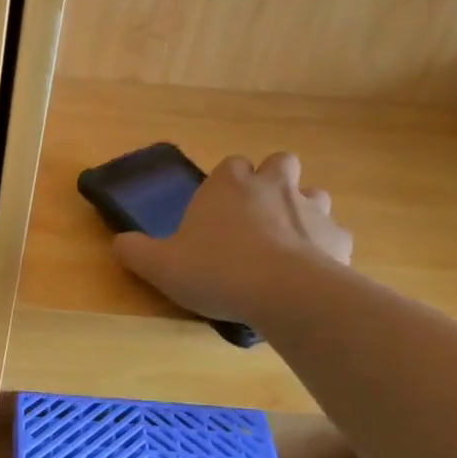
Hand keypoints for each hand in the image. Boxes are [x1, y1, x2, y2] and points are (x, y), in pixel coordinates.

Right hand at [113, 152, 351, 325]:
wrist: (284, 292)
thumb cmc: (216, 270)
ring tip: (284, 243)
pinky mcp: (338, 238)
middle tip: (254, 218)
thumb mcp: (159, 266)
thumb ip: (134, 252)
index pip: (229, 165)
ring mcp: (312, 209)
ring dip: (300, 211)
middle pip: (278, 165)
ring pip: (312, 195)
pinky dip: (322, 248)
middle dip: (270, 183)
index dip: (224, 185)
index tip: (215, 211)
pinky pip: (332, 236)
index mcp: (229, 185)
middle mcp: (273, 186)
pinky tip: (309, 273)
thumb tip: (118, 243)